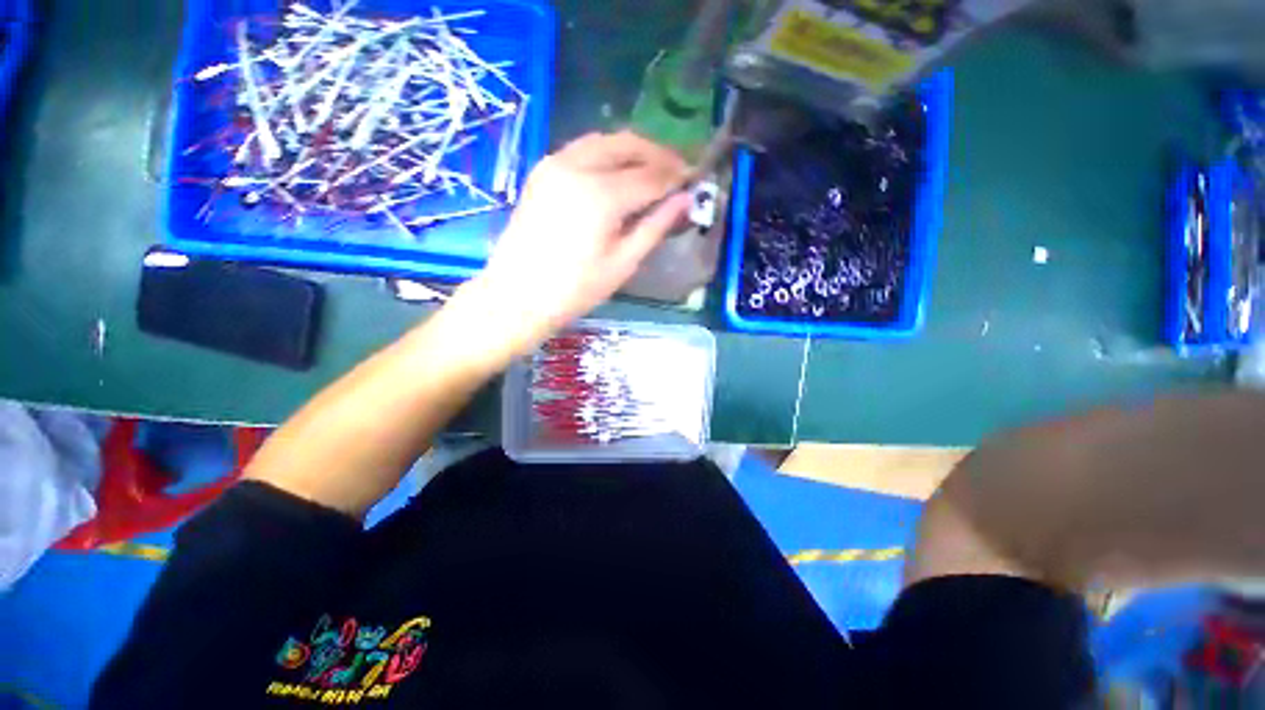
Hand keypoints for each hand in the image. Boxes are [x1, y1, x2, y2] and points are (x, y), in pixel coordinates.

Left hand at [459, 131, 690, 359]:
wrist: (517, 296)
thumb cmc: (574, 290)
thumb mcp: (623, 264)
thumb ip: (655, 226)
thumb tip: (686, 200)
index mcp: (601, 195)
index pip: (650, 176)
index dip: (676, 177)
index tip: (695, 179)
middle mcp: (577, 166)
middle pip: (628, 145)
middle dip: (658, 154)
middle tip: (678, 170)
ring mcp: (555, 164)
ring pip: (604, 141)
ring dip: (633, 150)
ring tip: (653, 170)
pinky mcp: (542, 170)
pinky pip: (583, 149)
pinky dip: (608, 153)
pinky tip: (619, 172)